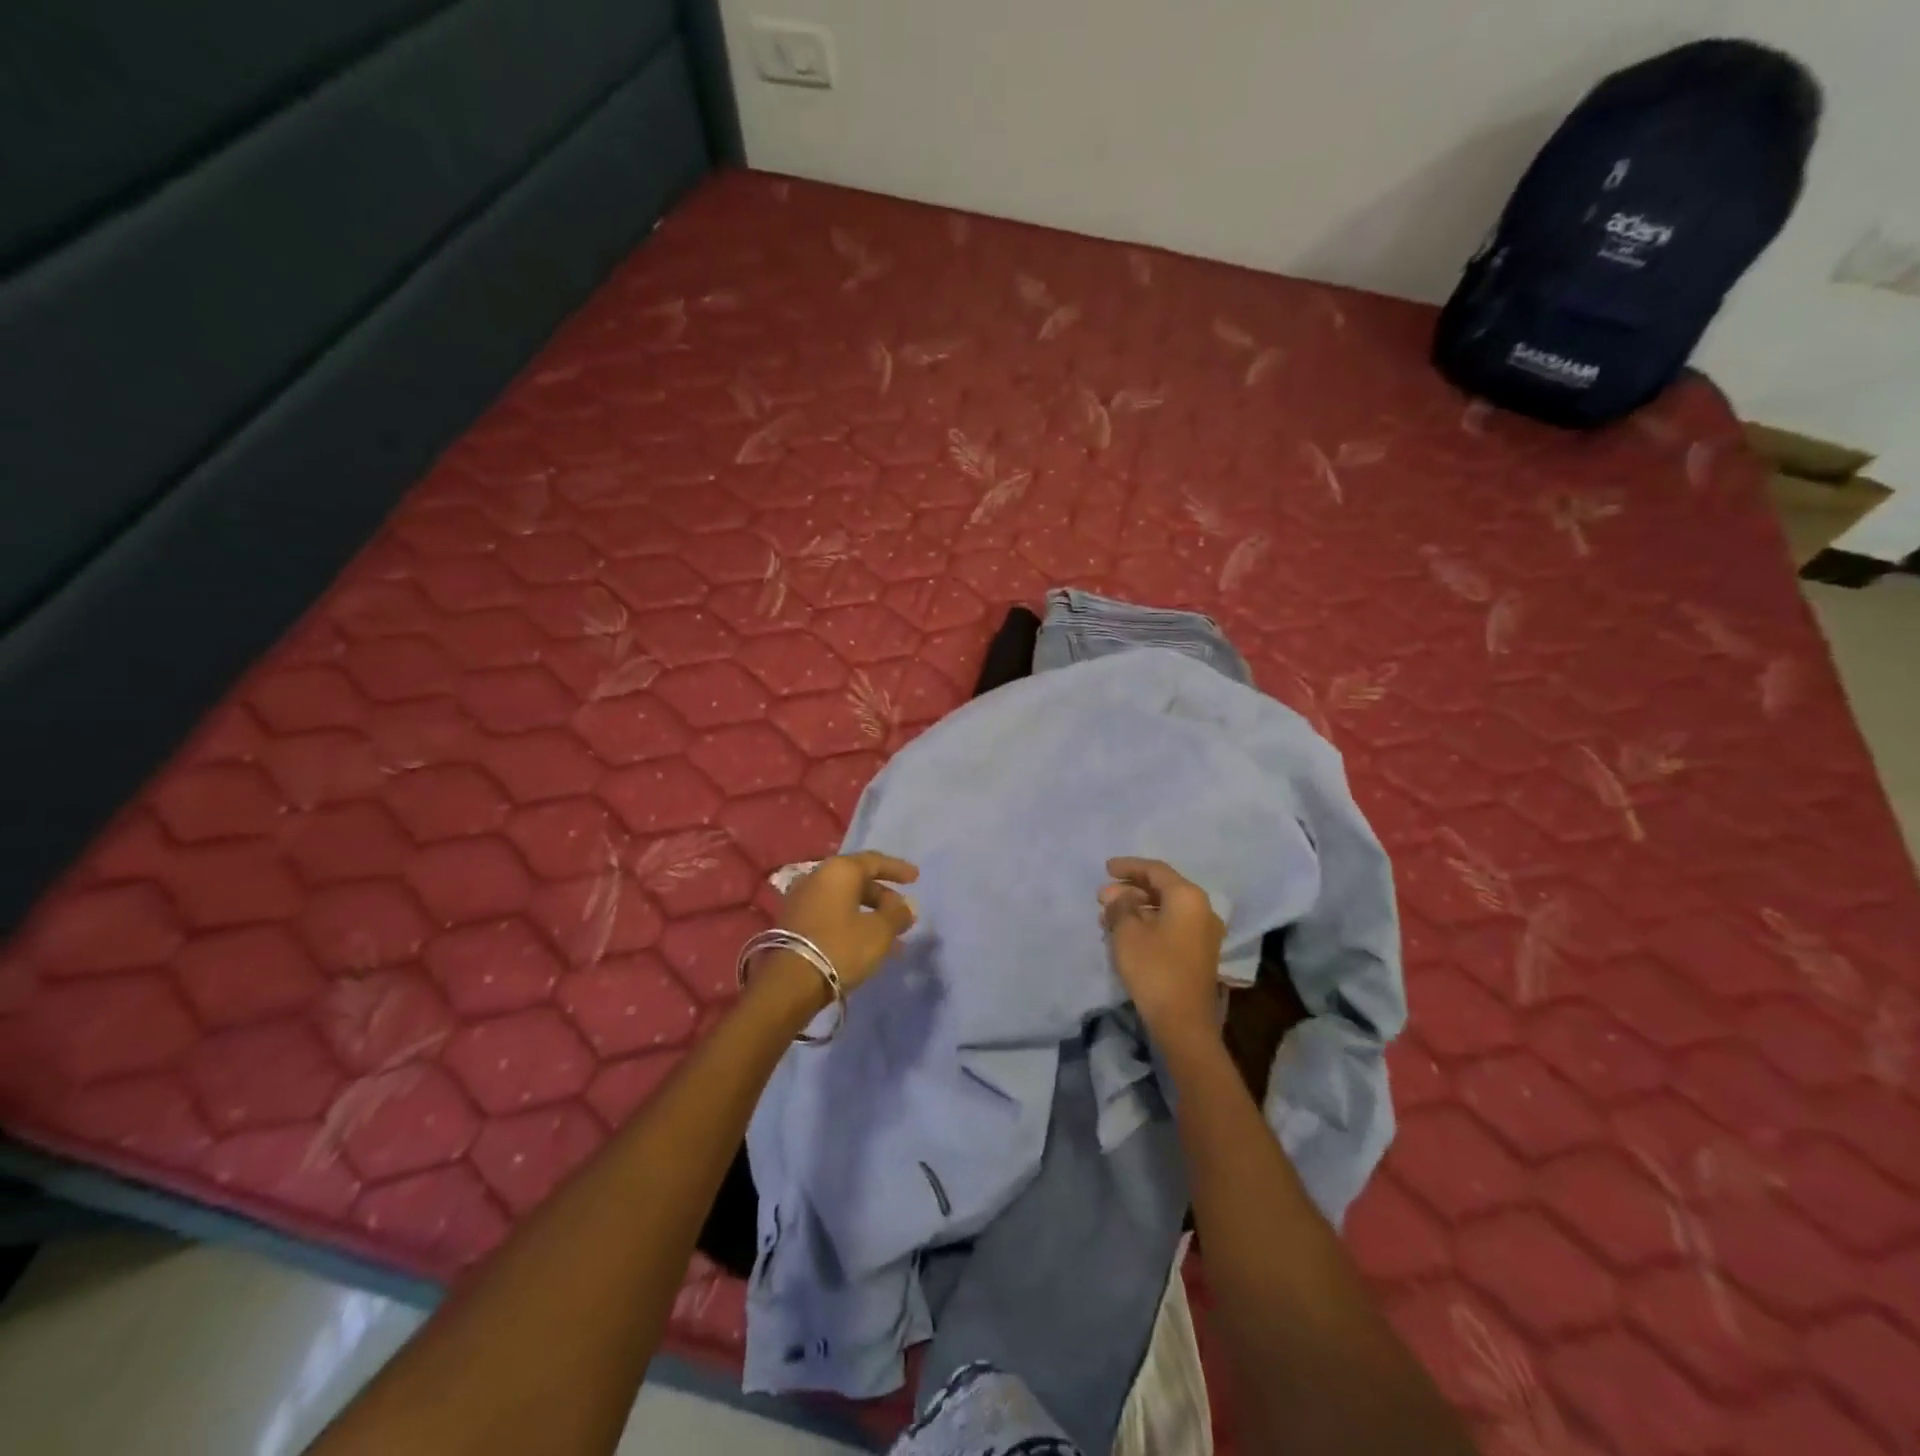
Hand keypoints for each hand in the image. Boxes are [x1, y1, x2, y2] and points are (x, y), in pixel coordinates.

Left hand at [775, 852, 919, 996]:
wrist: (791, 982)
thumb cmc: (841, 946)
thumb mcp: (880, 931)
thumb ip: (897, 914)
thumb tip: (907, 906)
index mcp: (839, 870)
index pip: (874, 861)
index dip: (897, 869)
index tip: (916, 878)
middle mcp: (818, 877)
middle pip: (858, 881)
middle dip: (884, 898)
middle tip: (903, 914)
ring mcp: (802, 899)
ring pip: (845, 901)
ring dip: (870, 915)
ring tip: (892, 938)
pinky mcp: (794, 922)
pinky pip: (832, 915)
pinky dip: (852, 924)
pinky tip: (867, 946)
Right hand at [1100, 857, 1224, 1044]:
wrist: (1184, 1023)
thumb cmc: (1154, 969)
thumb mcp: (1127, 933)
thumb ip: (1120, 906)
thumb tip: (1117, 895)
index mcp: (1187, 897)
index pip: (1155, 870)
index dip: (1128, 866)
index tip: (1106, 868)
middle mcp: (1201, 909)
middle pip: (1162, 889)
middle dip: (1130, 890)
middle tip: (1103, 896)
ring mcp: (1203, 932)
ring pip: (1165, 909)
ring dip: (1137, 908)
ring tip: (1108, 916)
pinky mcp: (1199, 953)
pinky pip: (1171, 925)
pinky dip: (1148, 923)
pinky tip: (1125, 933)